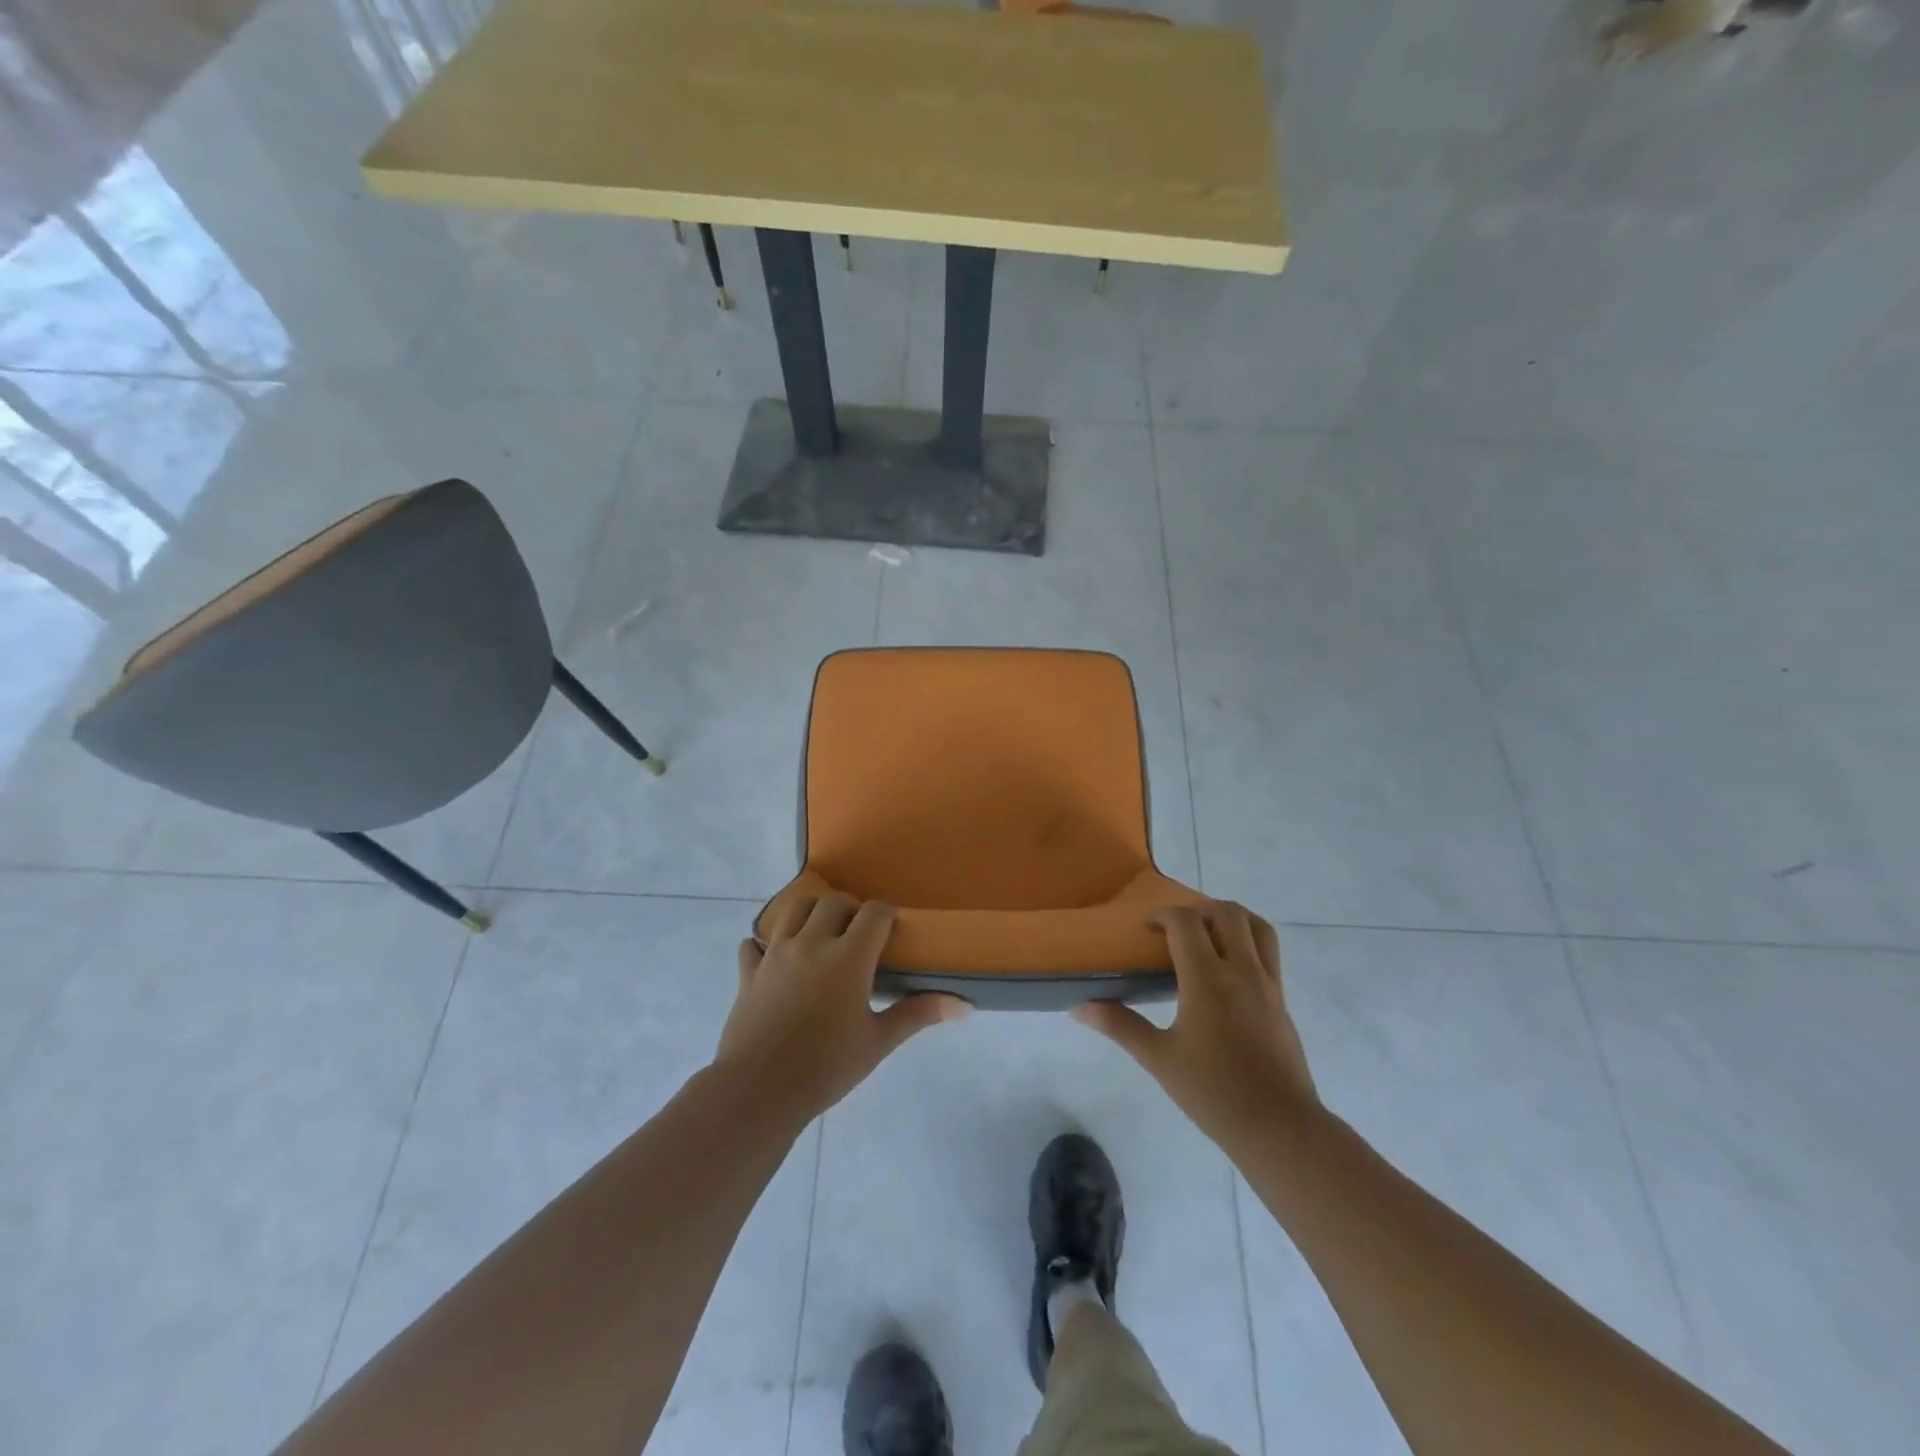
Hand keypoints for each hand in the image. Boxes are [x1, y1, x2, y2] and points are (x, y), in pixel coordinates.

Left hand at [715, 895, 967, 1121]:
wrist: (759, 1091)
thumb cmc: (826, 1067)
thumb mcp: (878, 1042)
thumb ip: (918, 1014)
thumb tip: (964, 1005)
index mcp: (848, 957)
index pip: (874, 913)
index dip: (887, 914)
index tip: (893, 928)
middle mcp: (811, 944)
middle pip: (832, 903)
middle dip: (850, 909)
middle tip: (859, 933)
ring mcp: (775, 954)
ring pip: (793, 909)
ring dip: (811, 911)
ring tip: (821, 931)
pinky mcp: (749, 972)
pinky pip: (753, 944)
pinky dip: (765, 944)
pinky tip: (774, 958)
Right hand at [1073, 901, 1317, 1155]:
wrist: (1279, 1128)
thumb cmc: (1213, 1092)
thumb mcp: (1159, 1059)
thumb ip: (1120, 1026)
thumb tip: (1080, 1009)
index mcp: (1207, 978)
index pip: (1185, 922)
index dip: (1162, 915)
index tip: (1146, 931)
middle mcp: (1242, 970)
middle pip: (1227, 912)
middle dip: (1198, 909)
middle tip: (1176, 930)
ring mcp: (1268, 984)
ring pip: (1258, 927)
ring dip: (1231, 919)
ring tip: (1208, 935)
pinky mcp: (1282, 1001)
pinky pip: (1269, 953)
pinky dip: (1248, 943)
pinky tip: (1228, 973)